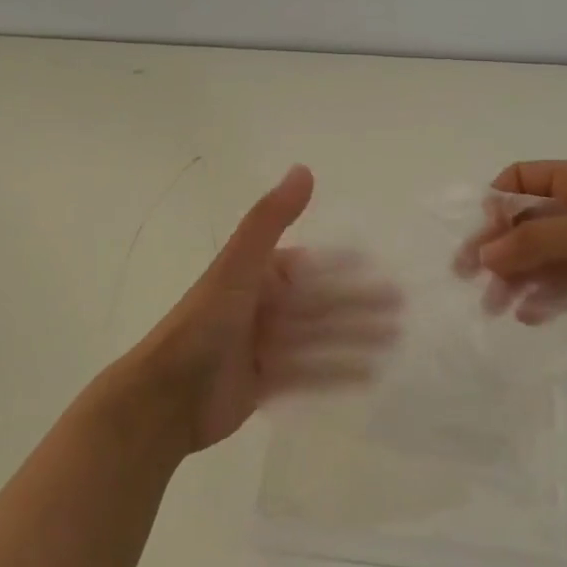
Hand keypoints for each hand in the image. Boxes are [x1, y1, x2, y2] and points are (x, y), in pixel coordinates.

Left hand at [125, 165, 400, 452]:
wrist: (165, 398)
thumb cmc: (203, 325)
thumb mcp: (238, 266)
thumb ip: (270, 219)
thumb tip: (303, 168)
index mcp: (256, 277)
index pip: (310, 268)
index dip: (345, 269)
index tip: (382, 269)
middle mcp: (262, 308)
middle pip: (320, 304)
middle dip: (359, 305)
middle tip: (401, 309)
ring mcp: (264, 347)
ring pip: (319, 339)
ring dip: (355, 338)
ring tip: (394, 341)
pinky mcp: (265, 383)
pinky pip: (308, 374)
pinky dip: (336, 372)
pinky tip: (368, 375)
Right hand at [460, 158, 566, 332]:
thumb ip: (535, 240)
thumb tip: (482, 253)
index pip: (519, 181)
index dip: (494, 203)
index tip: (479, 233)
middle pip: (521, 226)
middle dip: (495, 249)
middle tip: (466, 277)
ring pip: (535, 261)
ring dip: (512, 280)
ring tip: (494, 306)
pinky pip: (557, 289)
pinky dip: (540, 300)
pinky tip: (528, 315)